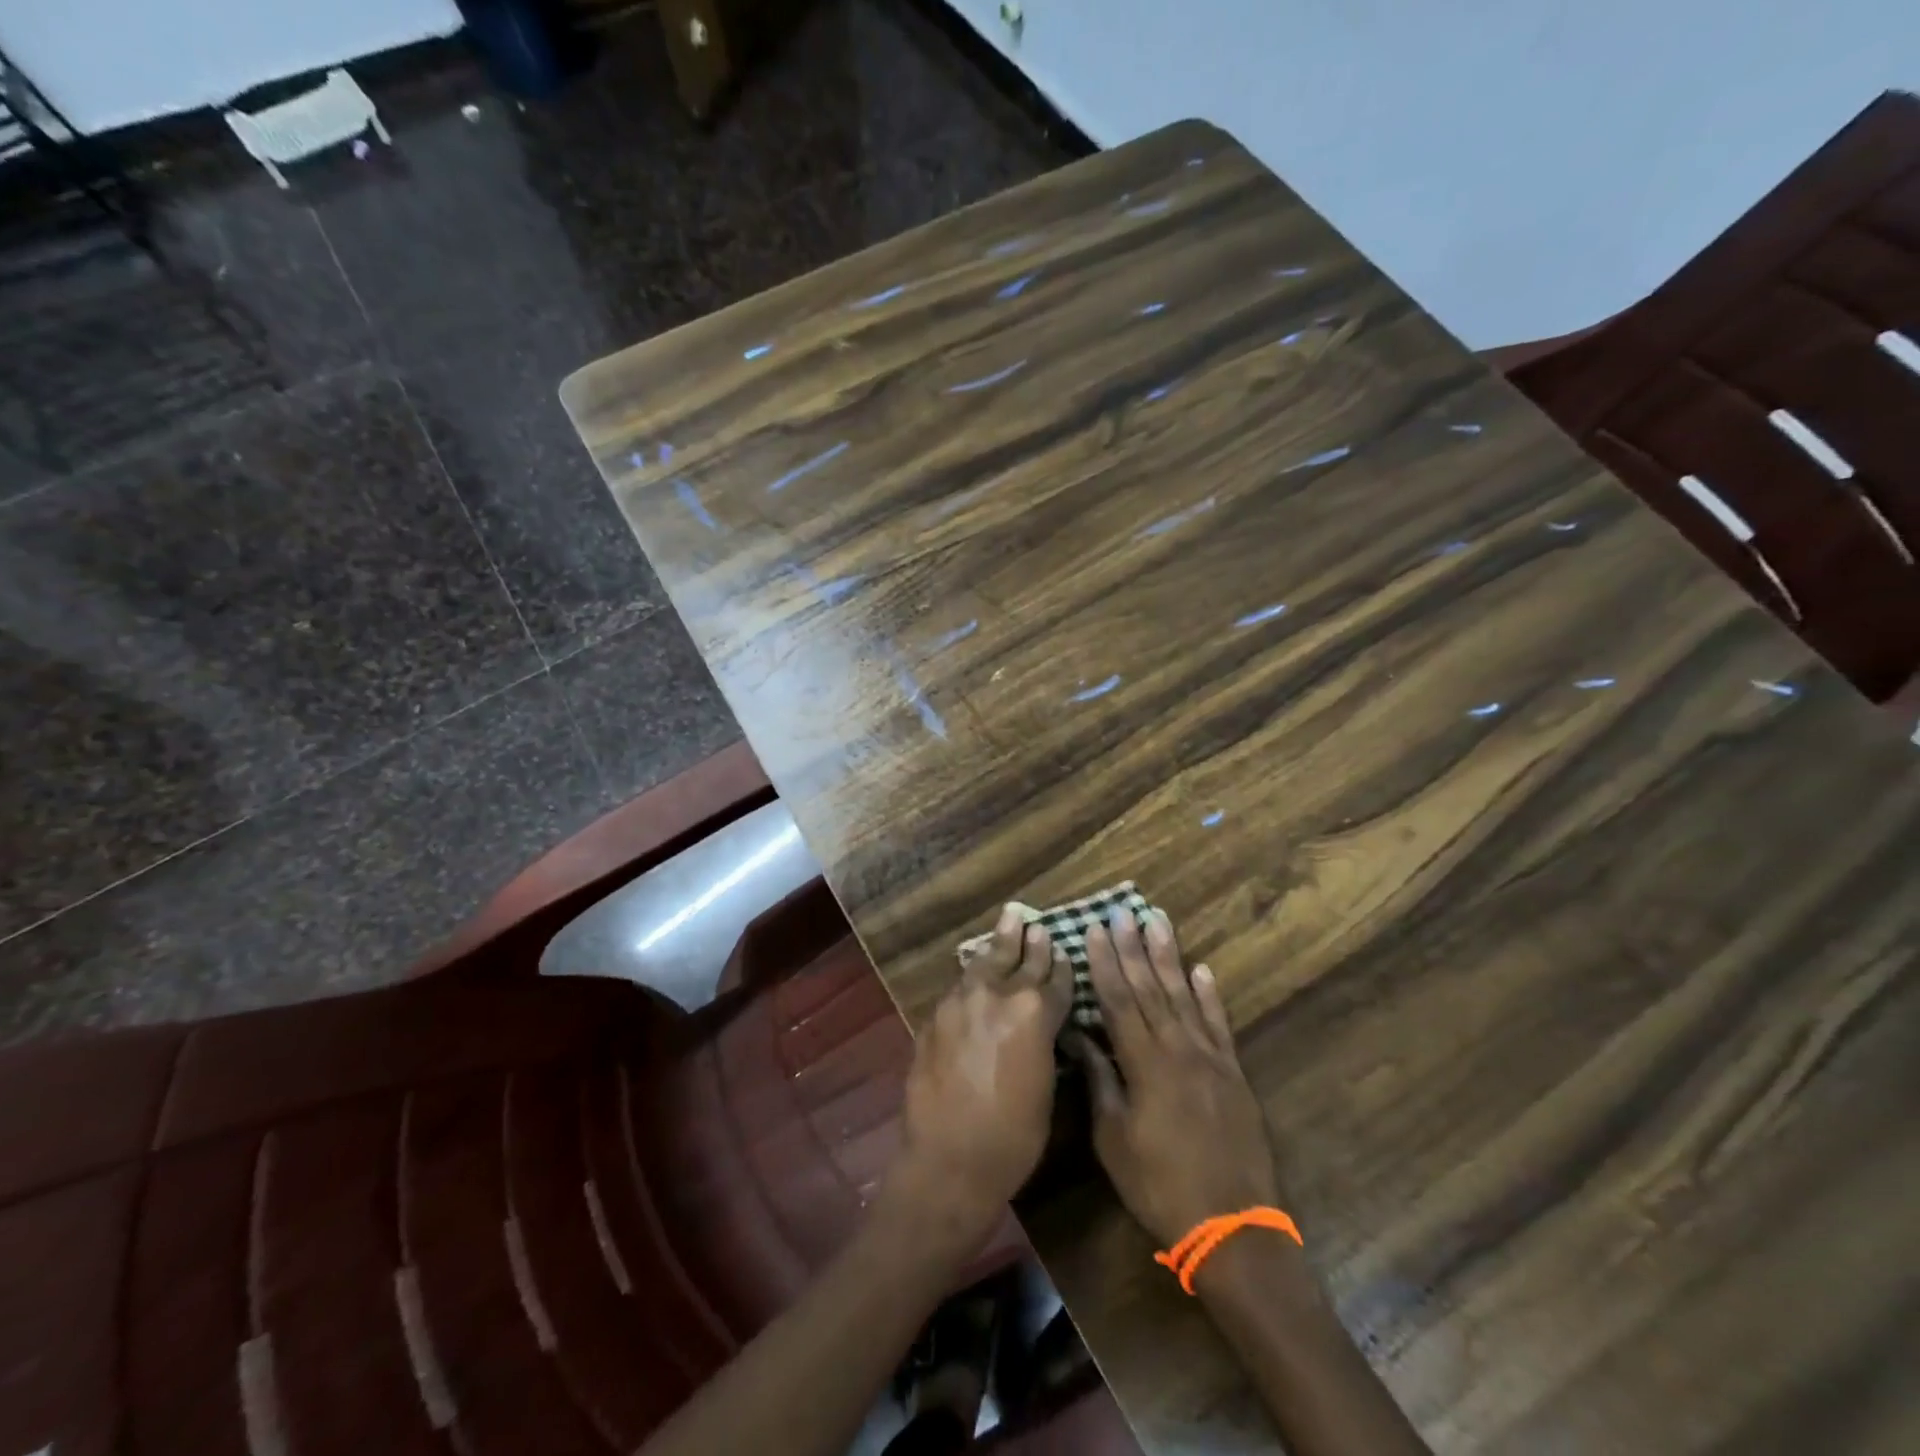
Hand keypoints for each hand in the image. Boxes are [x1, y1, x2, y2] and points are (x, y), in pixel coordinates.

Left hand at [883, 904, 1072, 1251]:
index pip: (1055, 979)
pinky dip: (973, 976)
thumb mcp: (1046, 1087)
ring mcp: (961, 1001)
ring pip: (985, 962)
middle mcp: (998, 995)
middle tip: (1034, 920)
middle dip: (1030, 941)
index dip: (1061, 966)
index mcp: (1035, 1013)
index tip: (1063, 950)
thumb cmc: (1013, 1137)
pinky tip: (976, 969)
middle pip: (1019, 960)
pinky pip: (960, 986)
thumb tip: (1042, 1025)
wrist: (949, 1159)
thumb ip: (1044, 1043)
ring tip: (1009, 918)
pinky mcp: (935, 1016)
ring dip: (999, 943)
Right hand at [1067, 909, 1280, 1247]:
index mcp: (1144, 1063)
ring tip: (1158, 921)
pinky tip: (1202, 969)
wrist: (1233, 1228)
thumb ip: (1100, 1082)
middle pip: (1150, 987)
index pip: (1119, 999)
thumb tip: (1081, 1037)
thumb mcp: (1114, 1139)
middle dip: (1133, 947)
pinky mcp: (1234, 1073)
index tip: (1094, 929)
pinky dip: (1209, 995)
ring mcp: (1210, 1058)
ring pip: (1184, 995)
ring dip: (1170, 956)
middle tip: (1123, 910)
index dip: (1104, 962)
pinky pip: (1219, 1024)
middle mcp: (1178, 1048)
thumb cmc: (1160, 1186)